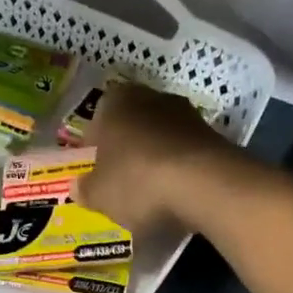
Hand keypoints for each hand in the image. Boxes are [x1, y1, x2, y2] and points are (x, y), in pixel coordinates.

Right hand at [76, 83, 235, 234]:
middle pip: (132, 125)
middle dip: (127, 150)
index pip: (97, 118)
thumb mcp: (99, 194)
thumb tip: (79, 187)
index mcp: (115, 102)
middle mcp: (151, 97)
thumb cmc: (137, 180)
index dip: (95, 147)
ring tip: (151, 193)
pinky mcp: (213, 135)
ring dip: (155, 159)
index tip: (96, 171)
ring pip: (161, 137)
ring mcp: (187, 114)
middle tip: (121, 181)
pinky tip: (176, 195)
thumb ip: (85, 189)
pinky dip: (179, 170)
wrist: (204, 184)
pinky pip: (185, 153)